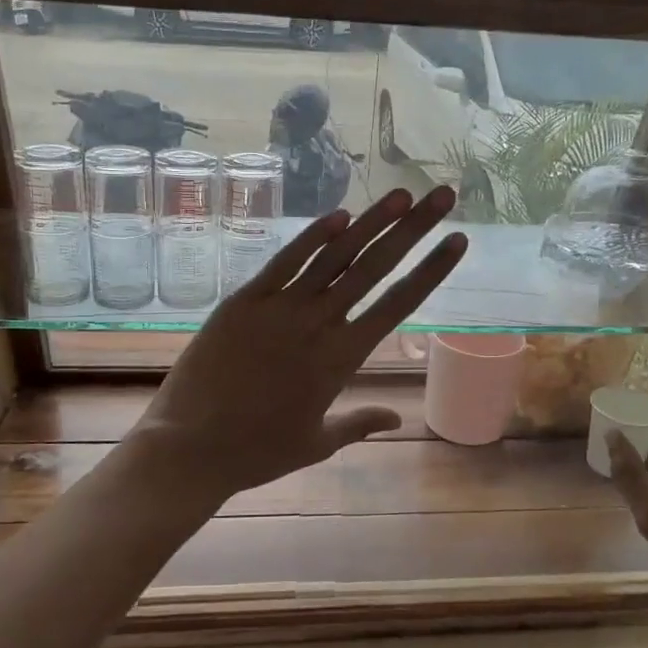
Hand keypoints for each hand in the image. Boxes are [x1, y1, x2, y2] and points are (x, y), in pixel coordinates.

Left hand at [136, 186, 466, 500]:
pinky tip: (339, 215)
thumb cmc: (256, 452)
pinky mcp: (243, 301)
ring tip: (400, 194)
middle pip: (374, 268)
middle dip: (413, 229)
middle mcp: (318, 325)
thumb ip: (359, 424)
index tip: (457, 241)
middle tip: (442, 196)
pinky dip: (312, 237)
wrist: (190, 448)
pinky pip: (284, 262)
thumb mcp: (316, 443)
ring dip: (370, 222)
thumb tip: (398, 420)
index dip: (431, 270)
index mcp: (342, 360)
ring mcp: (280, 308)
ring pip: (334, 256)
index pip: (398, 304)